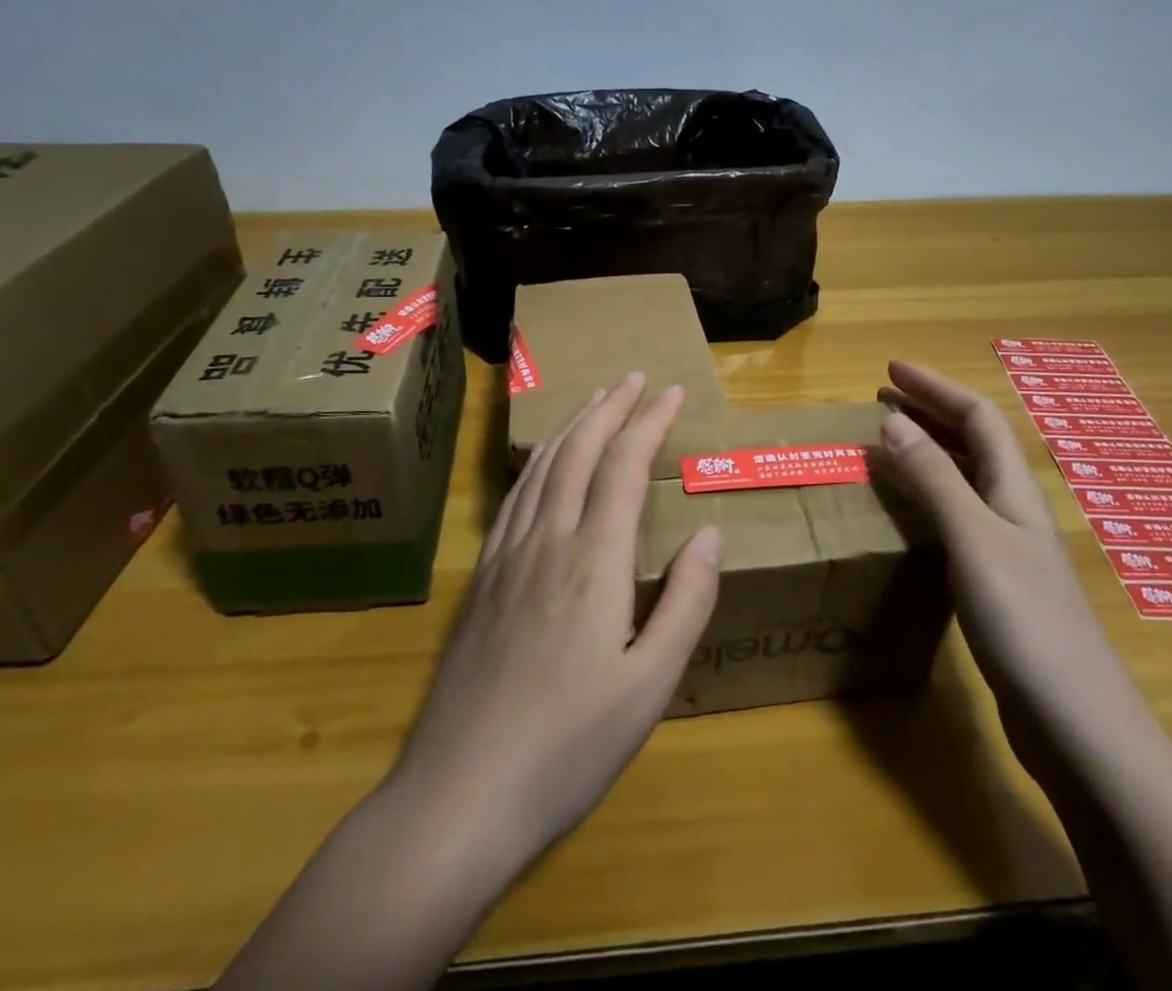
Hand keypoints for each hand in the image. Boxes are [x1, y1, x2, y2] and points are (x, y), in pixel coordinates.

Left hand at [387, 371, 722, 871]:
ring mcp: (508, 556)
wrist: (461, 794)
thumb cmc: (569, 746)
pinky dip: (538, 462)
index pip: (623, 466)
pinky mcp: (483, 578)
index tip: (670, 391)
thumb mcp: (650, 687)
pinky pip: (515, 497)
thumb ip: (686, 603)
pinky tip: (543, 461)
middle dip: (609, 408)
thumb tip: (709, 533)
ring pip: (542, 467)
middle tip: (633, 378)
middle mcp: (548, 540)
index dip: (648, 422)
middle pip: (578, 452)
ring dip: (572, 426)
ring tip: (594, 400)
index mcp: (594, 561)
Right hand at [876, 361, 1146, 764]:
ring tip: (887, 443)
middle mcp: (1013, 508)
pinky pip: (956, 517)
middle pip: (973, 442)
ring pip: (965, 479)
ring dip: (928, 451)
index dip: (936, 387)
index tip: (891, 370)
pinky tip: (907, 513)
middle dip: (929, 412)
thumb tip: (893, 420)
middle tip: (881, 399)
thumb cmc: (1025, 619)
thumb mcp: (973, 538)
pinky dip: (928, 496)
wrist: (1076, 723)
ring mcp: (1009, 548)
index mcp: (1013, 488)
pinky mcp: (997, 583)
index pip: (977, 416)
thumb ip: (934, 478)